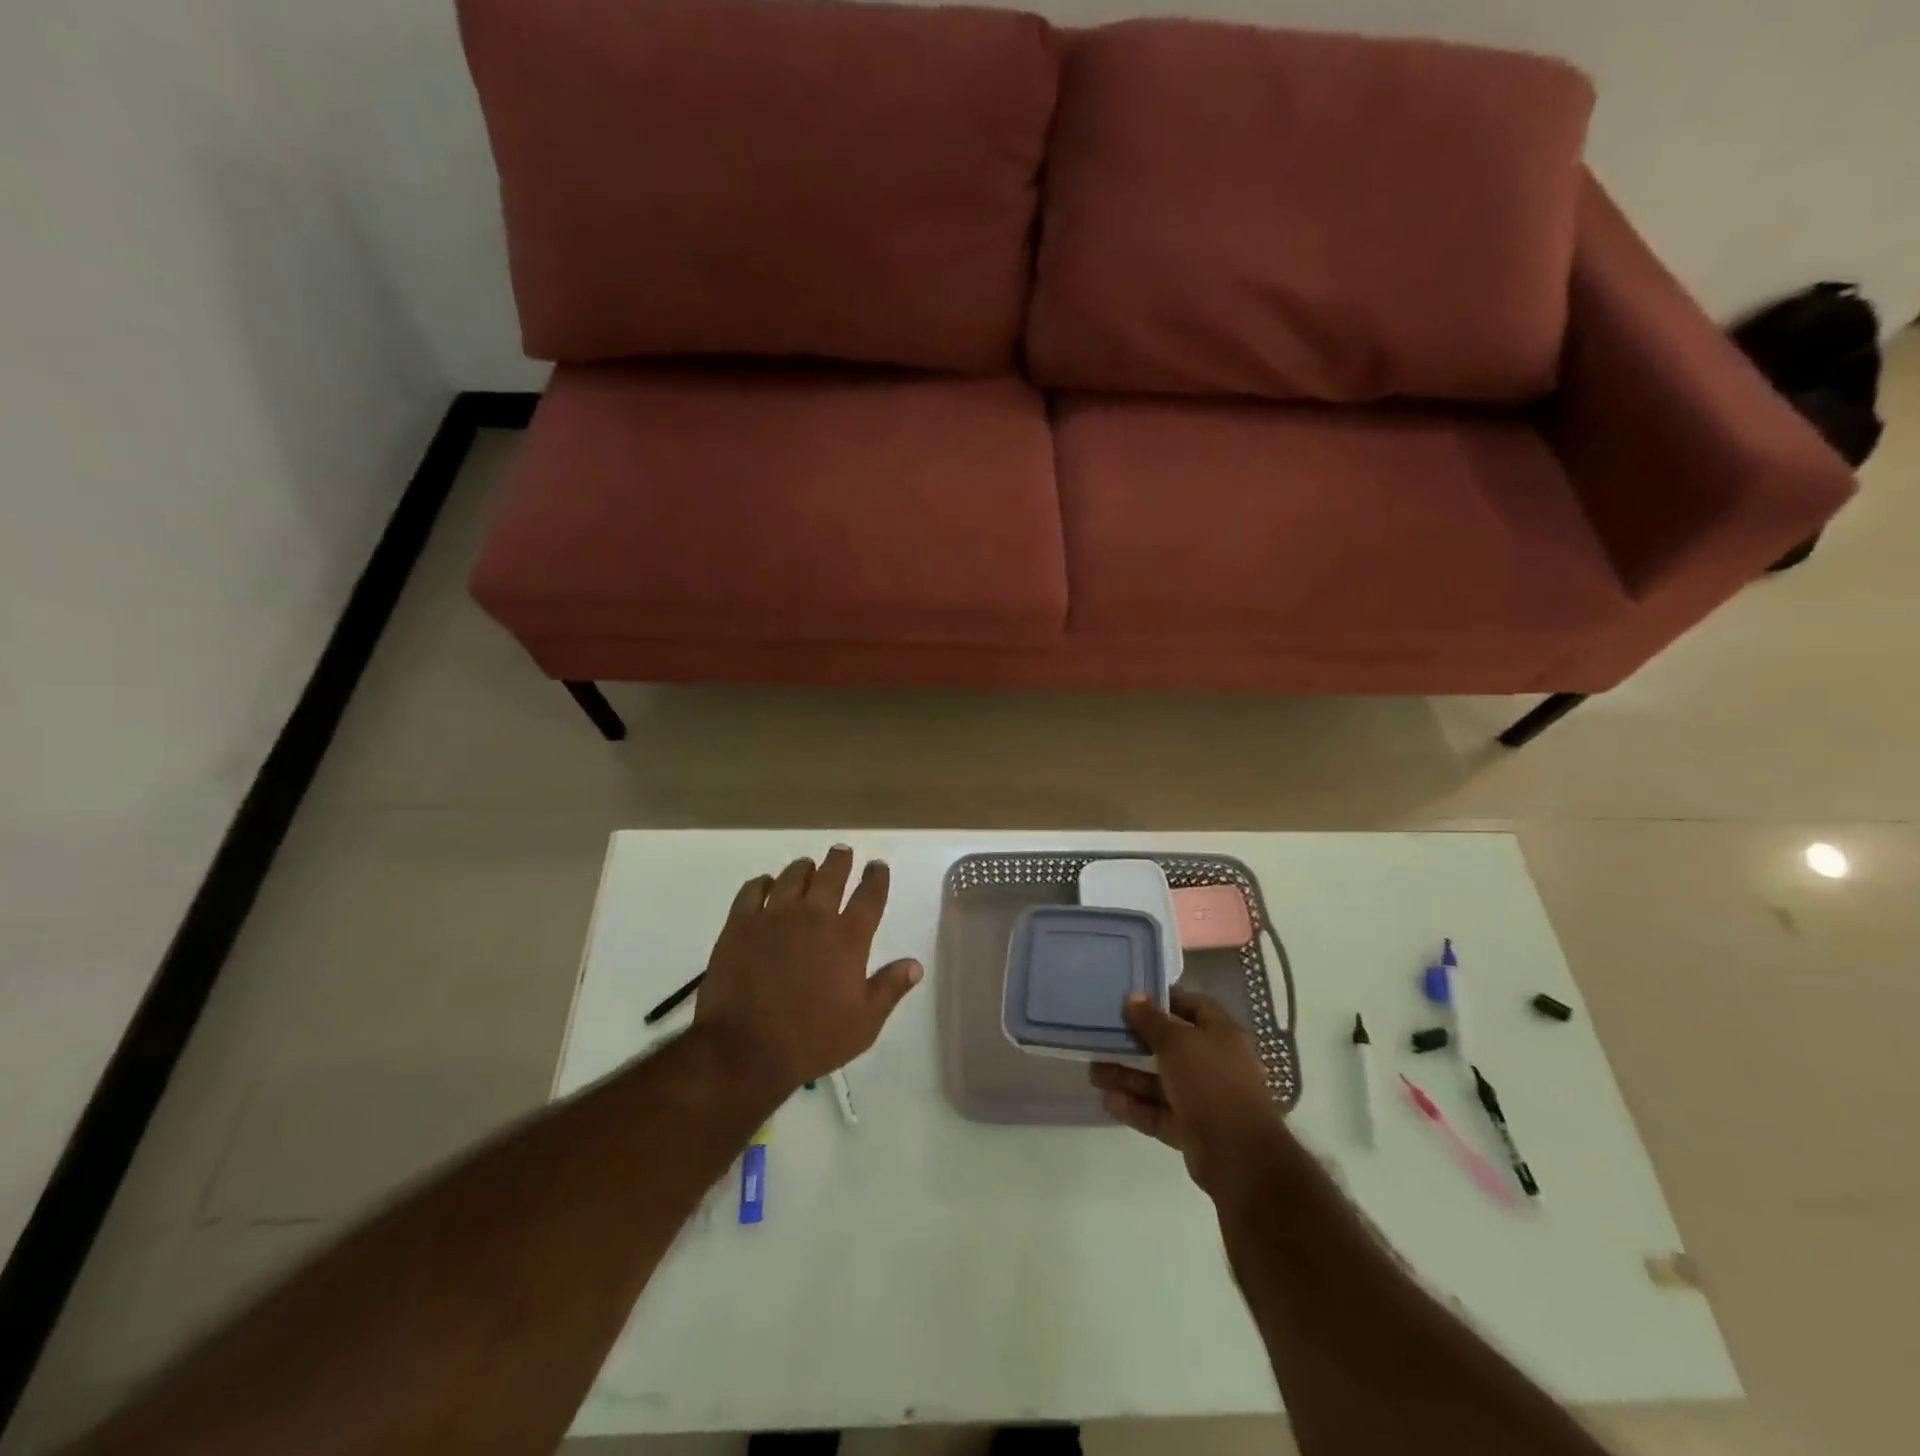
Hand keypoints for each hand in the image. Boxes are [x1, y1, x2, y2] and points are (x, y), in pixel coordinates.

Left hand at [692, 845, 921, 1097]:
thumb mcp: (863, 1024)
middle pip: (831, 875)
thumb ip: (890, 988)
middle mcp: (814, 917)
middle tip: (842, 851)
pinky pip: (753, 890)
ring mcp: (774, 917)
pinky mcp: (740, 924)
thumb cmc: (812, 1040)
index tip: (877, 866)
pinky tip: (766, 884)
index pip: (869, 896)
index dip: (876, 877)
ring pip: (792, 876)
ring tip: (807, 866)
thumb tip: (915, 964)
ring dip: (804, 868)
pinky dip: (763, 883)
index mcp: (848, 938)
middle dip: (840, 860)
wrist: (745, 1049)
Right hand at [1090, 987, 1286, 1196]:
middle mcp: (1215, 1063)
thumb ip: (1151, 1020)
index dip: (1166, 1000)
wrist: (1239, 1156)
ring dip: (1129, 1077)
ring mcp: (1204, 1099)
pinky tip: (1108, 1100)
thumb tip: (1132, 996)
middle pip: (1171, 1046)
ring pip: (1161, 1082)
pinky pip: (1159, 1112)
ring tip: (1093, 1072)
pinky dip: (1136, 1106)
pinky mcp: (1193, 1129)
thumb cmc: (1211, 1082)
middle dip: (1136, 1043)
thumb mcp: (1177, 1042)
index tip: (1134, 999)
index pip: (1194, 1006)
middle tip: (1103, 1037)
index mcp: (1222, 1035)